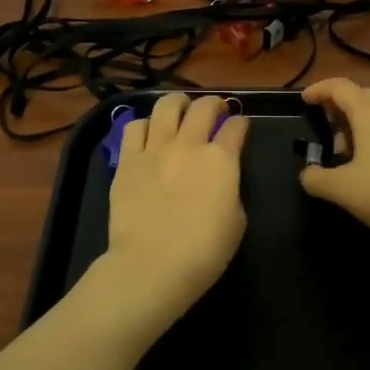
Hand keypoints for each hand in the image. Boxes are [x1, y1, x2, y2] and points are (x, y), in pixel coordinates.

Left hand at [101, 93, 249, 327]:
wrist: (153, 265)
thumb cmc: (204, 252)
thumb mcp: (237, 220)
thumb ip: (231, 188)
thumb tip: (221, 178)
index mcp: (222, 159)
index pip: (236, 127)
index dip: (241, 124)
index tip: (240, 127)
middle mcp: (189, 144)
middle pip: (204, 106)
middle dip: (214, 104)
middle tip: (215, 111)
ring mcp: (155, 149)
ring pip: (166, 105)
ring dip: (178, 103)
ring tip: (180, 110)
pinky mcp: (128, 160)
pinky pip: (135, 127)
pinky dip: (146, 125)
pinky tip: (149, 133)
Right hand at [299, 79, 369, 252]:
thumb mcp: (342, 189)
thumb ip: (317, 179)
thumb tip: (307, 174)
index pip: (340, 87)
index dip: (320, 90)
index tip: (305, 100)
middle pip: (362, 96)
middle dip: (340, 107)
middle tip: (325, 127)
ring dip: (359, 124)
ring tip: (345, 151)